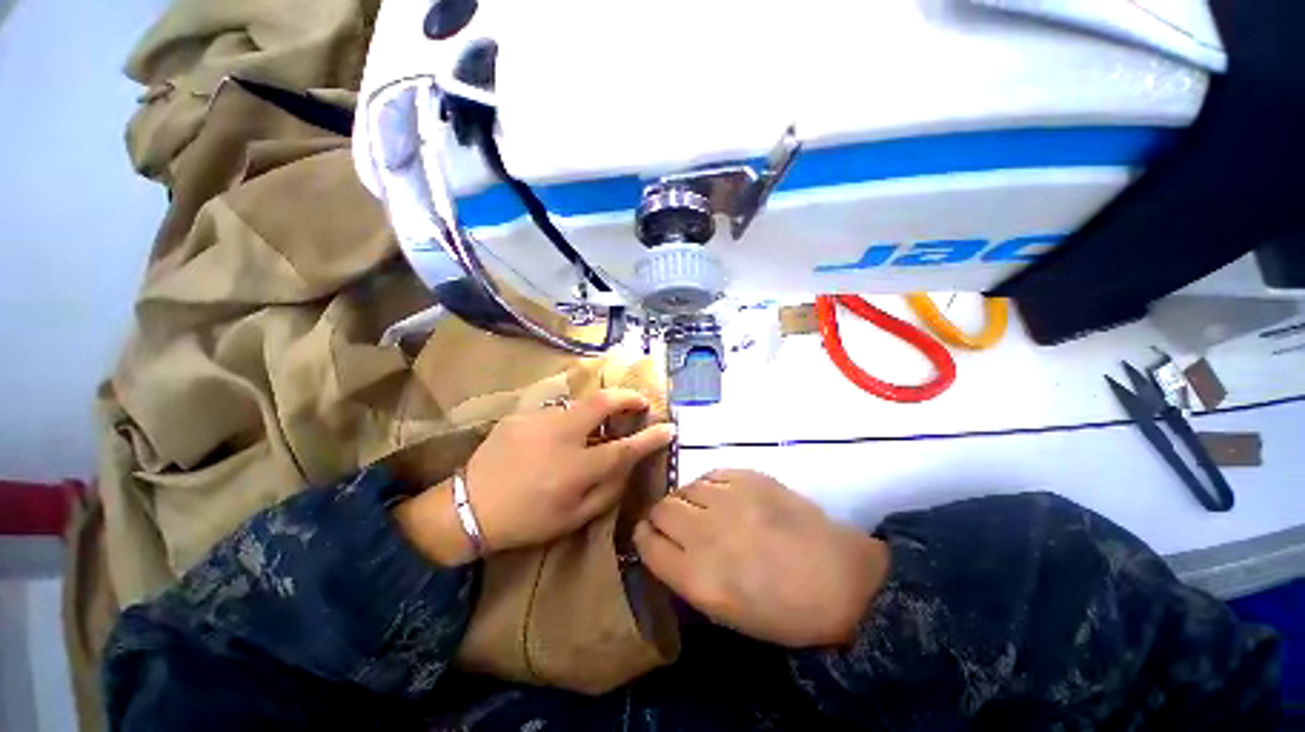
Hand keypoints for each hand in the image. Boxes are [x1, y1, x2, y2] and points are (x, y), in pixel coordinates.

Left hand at [466, 388, 674, 552]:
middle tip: (640, 403)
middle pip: (603, 403)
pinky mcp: (523, 414)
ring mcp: (539, 420)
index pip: (625, 448)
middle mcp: (560, 436)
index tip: (669, 429)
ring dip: (599, 409)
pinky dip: (572, 418)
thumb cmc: (527, 519)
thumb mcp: (574, 517)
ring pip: (581, 403)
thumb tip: (628, 463)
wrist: (469, 507)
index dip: (651, 437)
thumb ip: (608, 490)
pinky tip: (562, 435)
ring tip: (600, 424)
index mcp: (575, 469)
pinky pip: (558, 411)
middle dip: (628, 397)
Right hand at [634, 470, 888, 647]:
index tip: (650, 536)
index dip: (644, 537)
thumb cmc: (783, 610)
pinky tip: (724, 499)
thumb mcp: (725, 613)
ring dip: (686, 500)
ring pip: (683, 487)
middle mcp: (706, 533)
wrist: (839, 577)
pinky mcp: (748, 476)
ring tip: (704, 512)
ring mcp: (729, 499)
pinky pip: (710, 475)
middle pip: (660, 508)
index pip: (646, 544)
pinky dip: (709, 487)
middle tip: (678, 524)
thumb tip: (663, 546)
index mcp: (698, 578)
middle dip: (661, 516)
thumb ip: (685, 575)